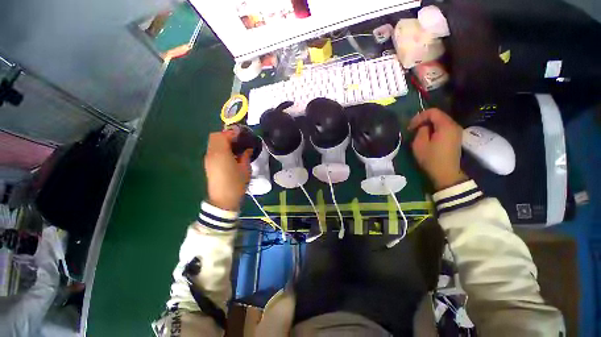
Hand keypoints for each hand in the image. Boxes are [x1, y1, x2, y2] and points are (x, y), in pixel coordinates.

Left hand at [204, 130, 252, 210]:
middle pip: (214, 136)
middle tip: (238, 140)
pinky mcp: (208, 164)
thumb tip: (247, 149)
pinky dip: (220, 147)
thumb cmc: (236, 184)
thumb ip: (246, 156)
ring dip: (223, 141)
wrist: (223, 200)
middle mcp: (211, 154)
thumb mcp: (245, 169)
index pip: (222, 135)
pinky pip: (213, 150)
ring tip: (235, 147)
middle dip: (226, 135)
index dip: (232, 132)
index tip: (242, 134)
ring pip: (213, 143)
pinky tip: (230, 155)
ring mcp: (208, 159)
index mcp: (221, 153)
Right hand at [408, 108, 467, 189]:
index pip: (432, 112)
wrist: (446, 173)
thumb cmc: (431, 159)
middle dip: (423, 120)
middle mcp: (454, 125)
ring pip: (440, 121)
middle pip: (438, 115)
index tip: (410, 126)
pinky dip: (434, 129)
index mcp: (446, 126)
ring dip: (428, 125)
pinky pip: (444, 127)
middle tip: (413, 129)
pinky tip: (427, 136)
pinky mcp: (455, 137)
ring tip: (418, 133)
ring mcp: (456, 131)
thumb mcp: (419, 144)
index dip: (419, 117)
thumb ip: (421, 131)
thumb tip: (423, 126)